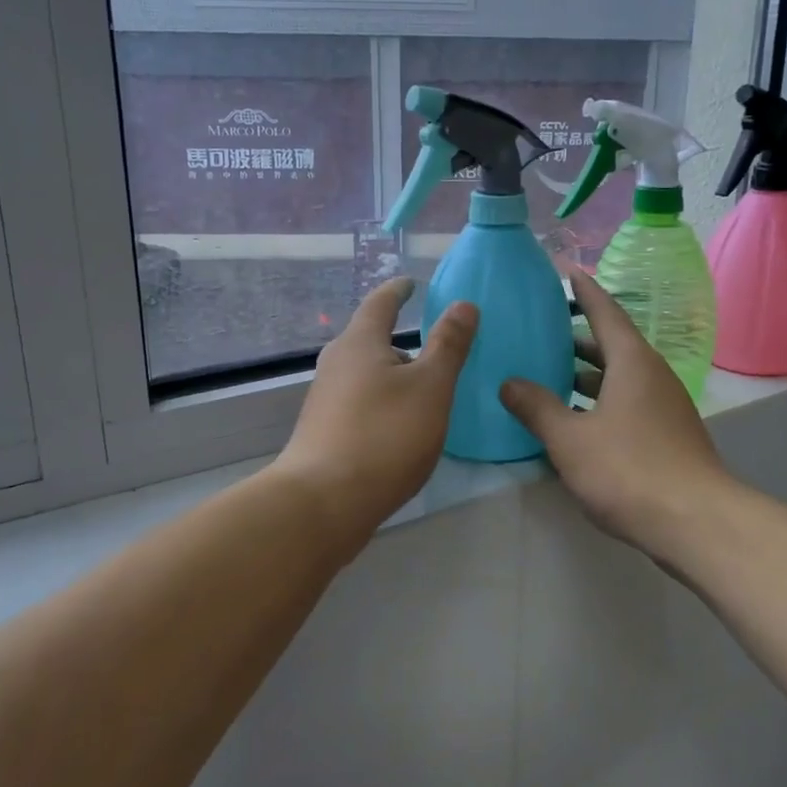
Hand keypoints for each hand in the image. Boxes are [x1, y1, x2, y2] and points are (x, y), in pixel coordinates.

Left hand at [271, 278, 477, 544]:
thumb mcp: (431, 387)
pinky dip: (383, 401)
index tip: (410, 282)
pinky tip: (400, 425)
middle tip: (433, 344)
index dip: (398, 290)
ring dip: (392, 374)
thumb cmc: (384, 436)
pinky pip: (360, 402)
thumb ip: (449, 344)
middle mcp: (336, 364)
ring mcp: (325, 400)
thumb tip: (463, 304)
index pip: (381, 303)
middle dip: (399, 338)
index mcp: (360, 343)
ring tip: (423, 388)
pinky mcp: (323, 432)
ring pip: (365, 374)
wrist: (323, 504)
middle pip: (369, 339)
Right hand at [499, 269, 730, 560]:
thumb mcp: (571, 439)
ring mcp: (665, 406)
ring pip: (621, 377)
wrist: (696, 522)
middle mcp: (653, 375)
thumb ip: (537, 408)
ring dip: (588, 374)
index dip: (584, 291)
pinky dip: (601, 401)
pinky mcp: (669, 435)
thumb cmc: (629, 470)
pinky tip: (577, 421)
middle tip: (544, 331)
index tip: (567, 271)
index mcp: (632, 362)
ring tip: (552, 375)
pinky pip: (629, 403)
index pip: (605, 312)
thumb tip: (508, 383)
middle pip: (613, 345)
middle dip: (579, 337)